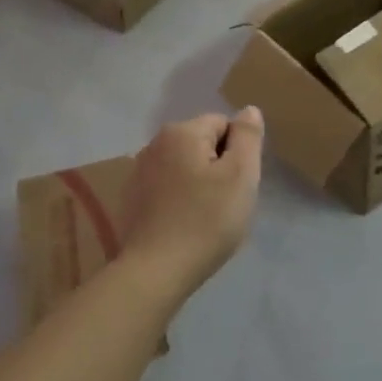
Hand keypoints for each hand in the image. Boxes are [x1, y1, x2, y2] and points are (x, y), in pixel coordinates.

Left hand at [120, 108, 264, 295]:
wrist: (157, 270)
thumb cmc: (206, 220)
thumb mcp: (240, 175)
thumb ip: (248, 137)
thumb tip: (248, 110)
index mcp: (181, 132)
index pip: (223, 125)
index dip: (237, 153)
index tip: (237, 185)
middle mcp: (155, 143)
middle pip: (202, 144)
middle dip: (218, 168)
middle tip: (225, 203)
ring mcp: (139, 171)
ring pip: (185, 167)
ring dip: (199, 184)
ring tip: (205, 218)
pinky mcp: (132, 198)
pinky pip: (168, 187)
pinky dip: (179, 199)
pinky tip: (184, 225)